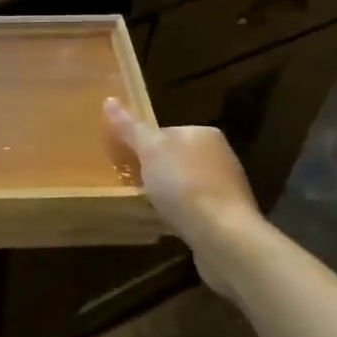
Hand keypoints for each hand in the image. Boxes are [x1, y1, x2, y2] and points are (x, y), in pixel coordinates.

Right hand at [104, 97, 261, 244]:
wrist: (222, 235)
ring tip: (146, 207)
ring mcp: (225, 186)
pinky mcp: (227, 215)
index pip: (163, 133)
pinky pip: (194, 207)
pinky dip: (179, 213)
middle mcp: (219, 155)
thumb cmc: (183, 184)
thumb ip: (130, 127)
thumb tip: (109, 100)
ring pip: (183, 184)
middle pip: (173, 158)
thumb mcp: (149, 150)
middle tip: (131, 185)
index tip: (124, 162)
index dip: (141, 146)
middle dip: (153, 171)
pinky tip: (167, 223)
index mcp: (203, 133)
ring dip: (166, 194)